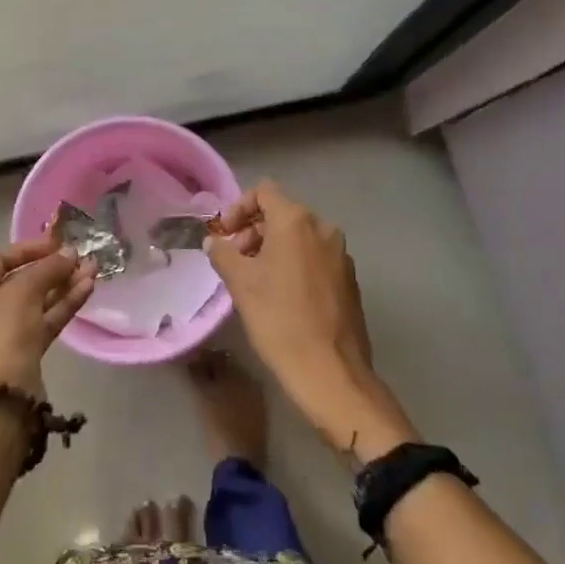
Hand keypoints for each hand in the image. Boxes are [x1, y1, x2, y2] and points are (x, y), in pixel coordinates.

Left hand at [0, 235, 95, 396]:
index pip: (0, 259)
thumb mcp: (25, 290)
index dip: (29, 249)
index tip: (57, 243)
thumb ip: (49, 267)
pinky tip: (88, 289)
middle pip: (21, 281)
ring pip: (37, 302)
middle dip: (53, 268)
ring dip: (64, 285)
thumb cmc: (3, 330)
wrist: (3, 395)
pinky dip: (64, 305)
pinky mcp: (23, 352)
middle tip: (80, 257)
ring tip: (93, 270)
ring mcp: (3, 333)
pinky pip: (44, 320)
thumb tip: (70, 253)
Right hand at [205, 181, 416, 459]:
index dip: (238, 208)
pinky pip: (315, 256)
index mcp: (296, 221)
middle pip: (282, 212)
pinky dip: (295, 263)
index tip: (225, 235)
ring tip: (255, 279)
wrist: (331, 372)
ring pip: (299, 236)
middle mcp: (323, 228)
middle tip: (235, 259)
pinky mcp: (349, 278)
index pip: (264, 192)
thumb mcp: (241, 284)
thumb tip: (214, 241)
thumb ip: (223, 254)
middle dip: (254, 230)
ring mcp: (341, 253)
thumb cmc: (280, 320)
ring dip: (273, 248)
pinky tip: (282, 295)